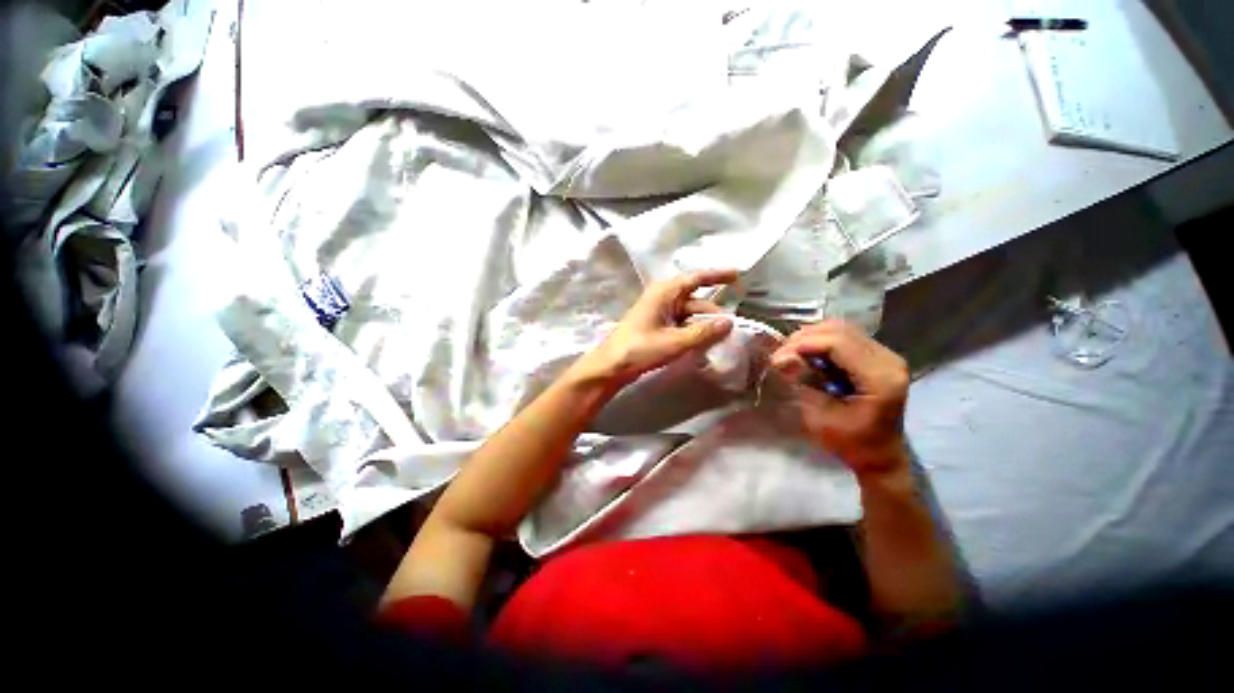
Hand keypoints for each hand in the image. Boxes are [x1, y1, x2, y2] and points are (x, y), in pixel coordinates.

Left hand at [574, 269, 738, 387]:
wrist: (611, 366)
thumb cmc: (639, 349)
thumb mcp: (674, 342)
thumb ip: (703, 332)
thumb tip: (729, 322)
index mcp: (665, 292)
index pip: (696, 278)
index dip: (717, 275)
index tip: (738, 275)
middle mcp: (662, 297)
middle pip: (695, 299)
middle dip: (712, 311)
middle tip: (731, 327)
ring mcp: (658, 312)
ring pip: (688, 313)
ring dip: (703, 323)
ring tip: (720, 338)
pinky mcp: (656, 325)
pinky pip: (680, 323)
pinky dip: (692, 330)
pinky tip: (703, 342)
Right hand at [770, 321, 910, 477]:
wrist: (879, 456)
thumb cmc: (851, 443)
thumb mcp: (820, 418)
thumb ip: (802, 383)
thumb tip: (779, 358)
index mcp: (881, 378)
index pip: (838, 343)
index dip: (804, 344)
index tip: (778, 358)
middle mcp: (889, 360)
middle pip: (840, 330)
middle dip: (804, 339)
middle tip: (781, 356)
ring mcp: (886, 355)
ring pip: (842, 328)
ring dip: (812, 337)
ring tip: (792, 354)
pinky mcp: (878, 356)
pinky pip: (846, 336)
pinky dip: (822, 341)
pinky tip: (808, 355)